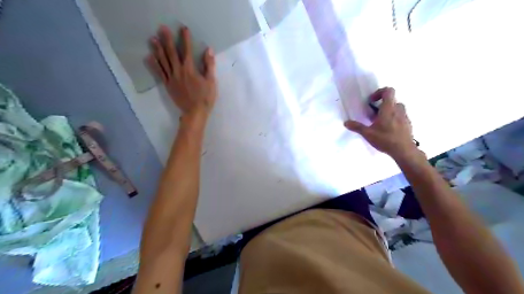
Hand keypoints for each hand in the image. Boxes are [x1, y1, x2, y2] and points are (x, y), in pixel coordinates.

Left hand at [146, 25, 215, 119]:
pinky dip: (154, 65)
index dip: (185, 39)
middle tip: (161, 28)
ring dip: (157, 49)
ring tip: (152, 39)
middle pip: (171, 53)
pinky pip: (159, 73)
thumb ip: (209, 65)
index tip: (183, 28)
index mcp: (190, 70)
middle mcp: (178, 71)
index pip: (187, 51)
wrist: (195, 112)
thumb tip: (208, 50)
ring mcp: (171, 78)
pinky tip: (149, 57)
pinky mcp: (168, 85)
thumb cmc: (205, 98)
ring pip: (163, 61)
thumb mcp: (211, 82)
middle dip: (167, 40)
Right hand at [344, 88, 418, 160]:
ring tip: (380, 122)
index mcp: (388, 108)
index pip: (388, 91)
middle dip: (382, 105)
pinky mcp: (408, 124)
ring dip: (389, 111)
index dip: (379, 92)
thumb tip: (346, 122)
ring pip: (397, 108)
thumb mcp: (368, 134)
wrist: (404, 150)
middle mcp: (398, 110)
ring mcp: (405, 117)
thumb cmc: (385, 139)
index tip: (371, 101)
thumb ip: (357, 127)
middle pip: (392, 100)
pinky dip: (394, 119)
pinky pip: (401, 116)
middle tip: (374, 114)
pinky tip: (388, 130)